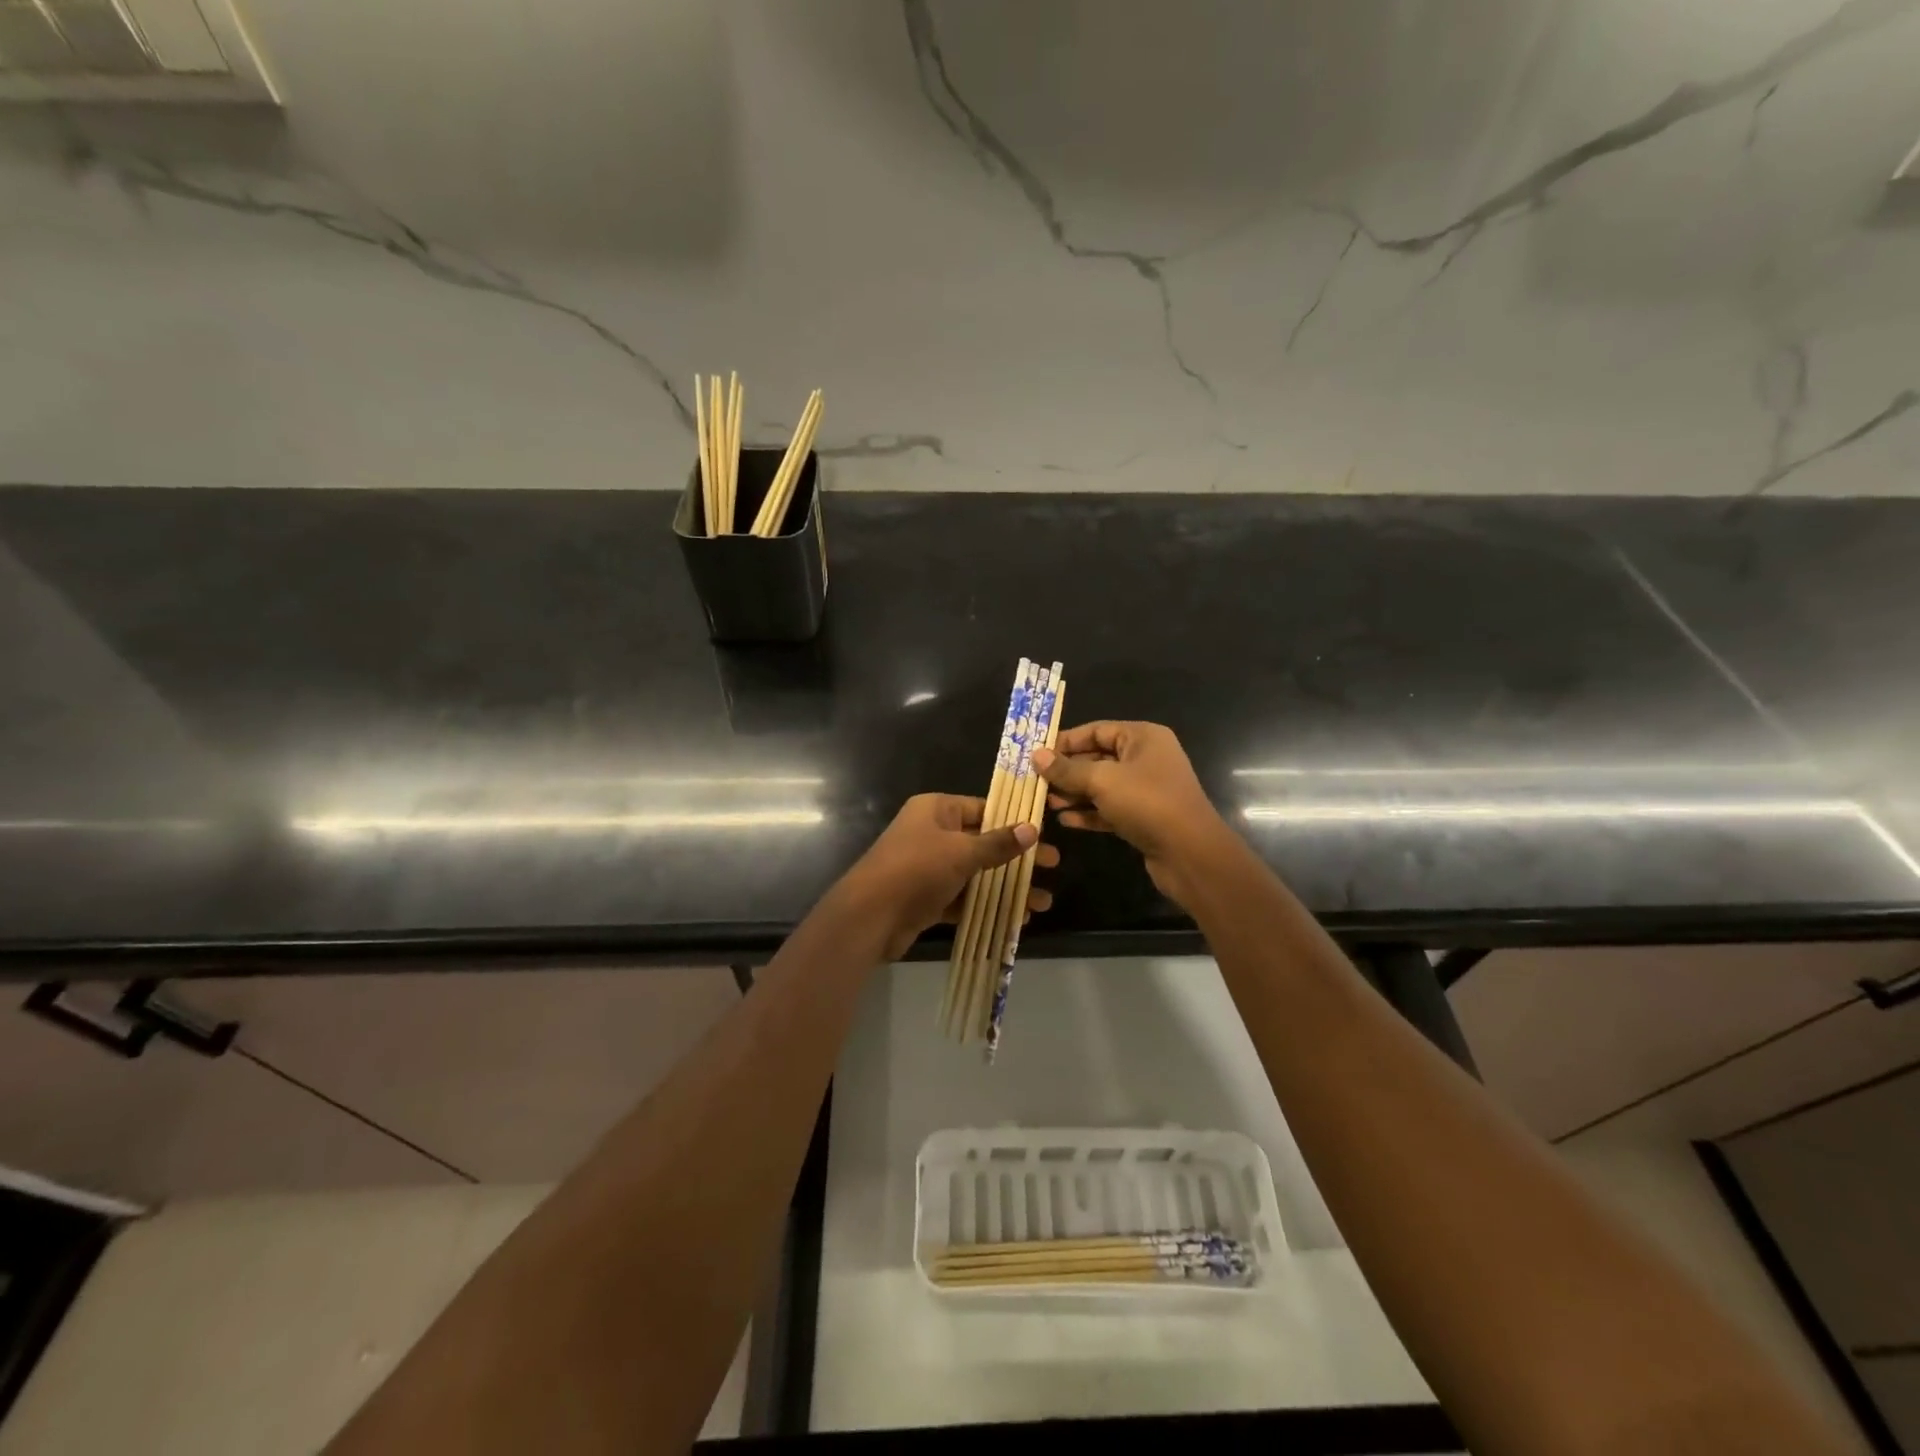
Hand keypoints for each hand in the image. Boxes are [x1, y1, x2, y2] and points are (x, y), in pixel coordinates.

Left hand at [837, 793, 1060, 960]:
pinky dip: (987, 906)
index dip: (1013, 821)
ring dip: (1007, 887)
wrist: (869, 916)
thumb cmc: (916, 869)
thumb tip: (1032, 829)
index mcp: (936, 810)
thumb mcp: (962, 852)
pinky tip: (1017, 919)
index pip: (982, 808)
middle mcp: (932, 833)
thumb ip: (998, 843)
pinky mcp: (927, 898)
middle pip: (983, 842)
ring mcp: (928, 867)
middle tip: (1053, 868)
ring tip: (1042, 903)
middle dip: (1017, 858)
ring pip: (976, 873)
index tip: (1044, 834)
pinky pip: (964, 897)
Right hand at [1034, 722, 1230, 911]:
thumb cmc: (1146, 803)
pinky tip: (1064, 820)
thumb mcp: (1102, 780)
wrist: (1189, 853)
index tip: (1036, 754)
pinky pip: (1109, 809)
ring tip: (1045, 802)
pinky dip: (1089, 812)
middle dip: (1067, 771)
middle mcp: (1146, 758)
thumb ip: (1067, 769)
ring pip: (1102, 785)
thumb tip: (1036, 755)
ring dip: (1074, 793)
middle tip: (1035, 781)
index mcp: (1142, 738)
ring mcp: (1146, 789)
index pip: (1096, 730)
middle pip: (1097, 757)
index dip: (1065, 741)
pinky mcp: (1143, 817)